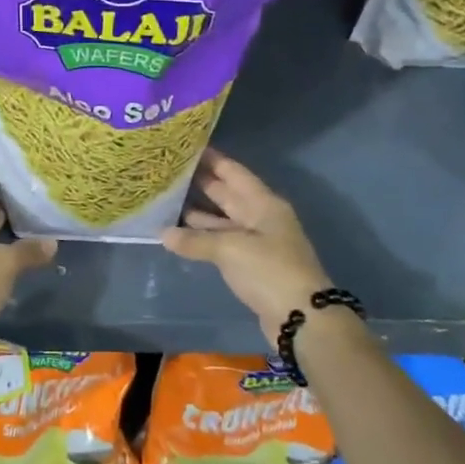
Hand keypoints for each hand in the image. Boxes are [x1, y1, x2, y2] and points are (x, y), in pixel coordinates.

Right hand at [161, 150, 333, 348]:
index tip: (186, 146)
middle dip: (201, 183)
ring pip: (223, 219)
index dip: (212, 159)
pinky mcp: (251, 264)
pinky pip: (223, 242)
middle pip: (228, 194)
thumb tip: (163, 234)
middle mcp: (261, 217)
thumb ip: (195, 240)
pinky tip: (180, 235)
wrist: (301, 317)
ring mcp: (257, 241)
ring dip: (198, 212)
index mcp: (263, 203)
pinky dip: (203, 237)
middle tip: (169, 171)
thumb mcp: (230, 250)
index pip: (234, 172)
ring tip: (167, 201)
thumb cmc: (269, 270)